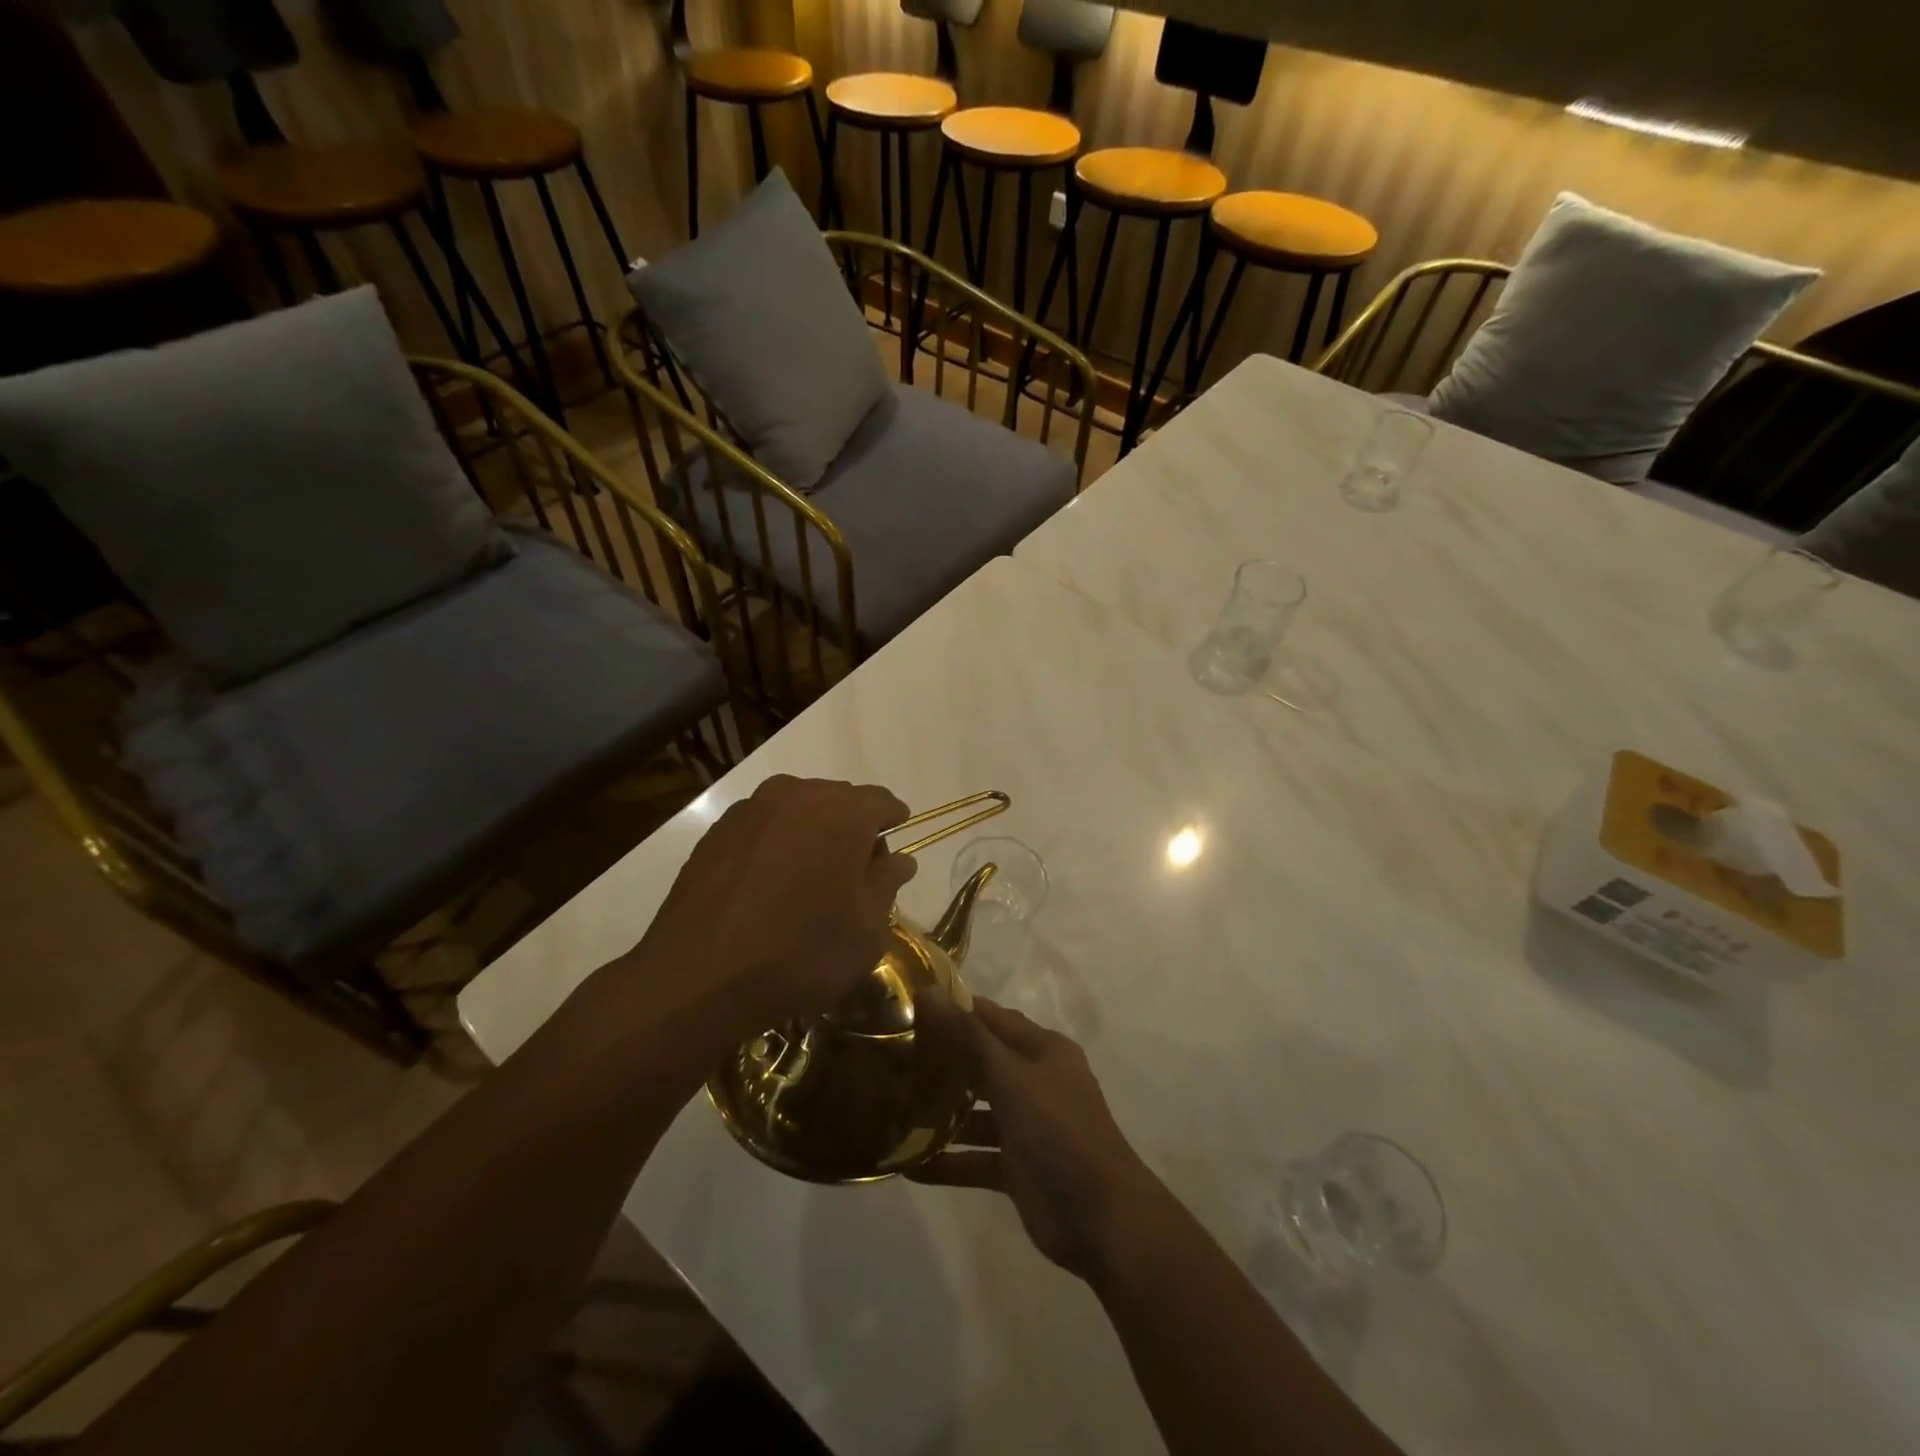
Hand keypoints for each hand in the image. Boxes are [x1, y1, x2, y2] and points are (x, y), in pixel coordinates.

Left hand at [632, 776, 916, 1033]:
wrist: (698, 978)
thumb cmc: (801, 954)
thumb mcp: (866, 930)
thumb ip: (887, 883)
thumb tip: (899, 859)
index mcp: (843, 813)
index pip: (881, 800)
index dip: (893, 819)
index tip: (897, 839)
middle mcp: (797, 795)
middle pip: (839, 799)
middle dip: (853, 826)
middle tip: (857, 869)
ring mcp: (751, 810)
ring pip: (798, 808)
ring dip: (813, 832)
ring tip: (811, 875)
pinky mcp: (717, 831)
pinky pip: (763, 825)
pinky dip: (777, 842)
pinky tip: (772, 882)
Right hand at [914, 997, 1155, 1282]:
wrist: (1101, 1217)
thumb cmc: (1058, 1130)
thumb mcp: (1011, 1076)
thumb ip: (967, 1036)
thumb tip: (927, 991)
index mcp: (1043, 1050)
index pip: (992, 1018)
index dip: (955, 1009)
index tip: (910, 1007)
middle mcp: (1036, 1082)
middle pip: (983, 1062)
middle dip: (943, 1060)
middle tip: (893, 1056)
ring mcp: (1027, 1127)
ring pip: (977, 1113)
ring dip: (942, 1112)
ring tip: (892, 1107)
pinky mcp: (1017, 1169)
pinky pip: (976, 1158)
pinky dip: (947, 1161)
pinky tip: (907, 1164)